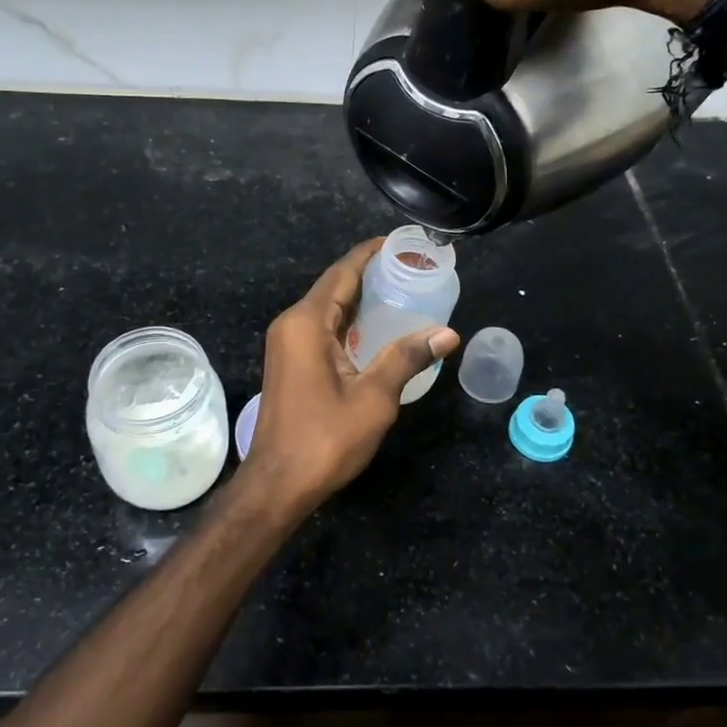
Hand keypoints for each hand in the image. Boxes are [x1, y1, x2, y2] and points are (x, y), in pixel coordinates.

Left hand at [239, 239, 459, 515]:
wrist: (278, 484)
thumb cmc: (325, 439)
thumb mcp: (374, 398)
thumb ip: (407, 358)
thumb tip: (448, 333)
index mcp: (307, 323)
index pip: (343, 273)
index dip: (371, 254)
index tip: (401, 242)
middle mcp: (292, 324)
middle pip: (334, 286)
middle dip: (370, 274)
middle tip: (412, 267)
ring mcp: (287, 344)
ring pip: (328, 307)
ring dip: (360, 298)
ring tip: (402, 290)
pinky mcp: (290, 362)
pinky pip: (322, 328)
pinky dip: (350, 321)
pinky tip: (378, 327)